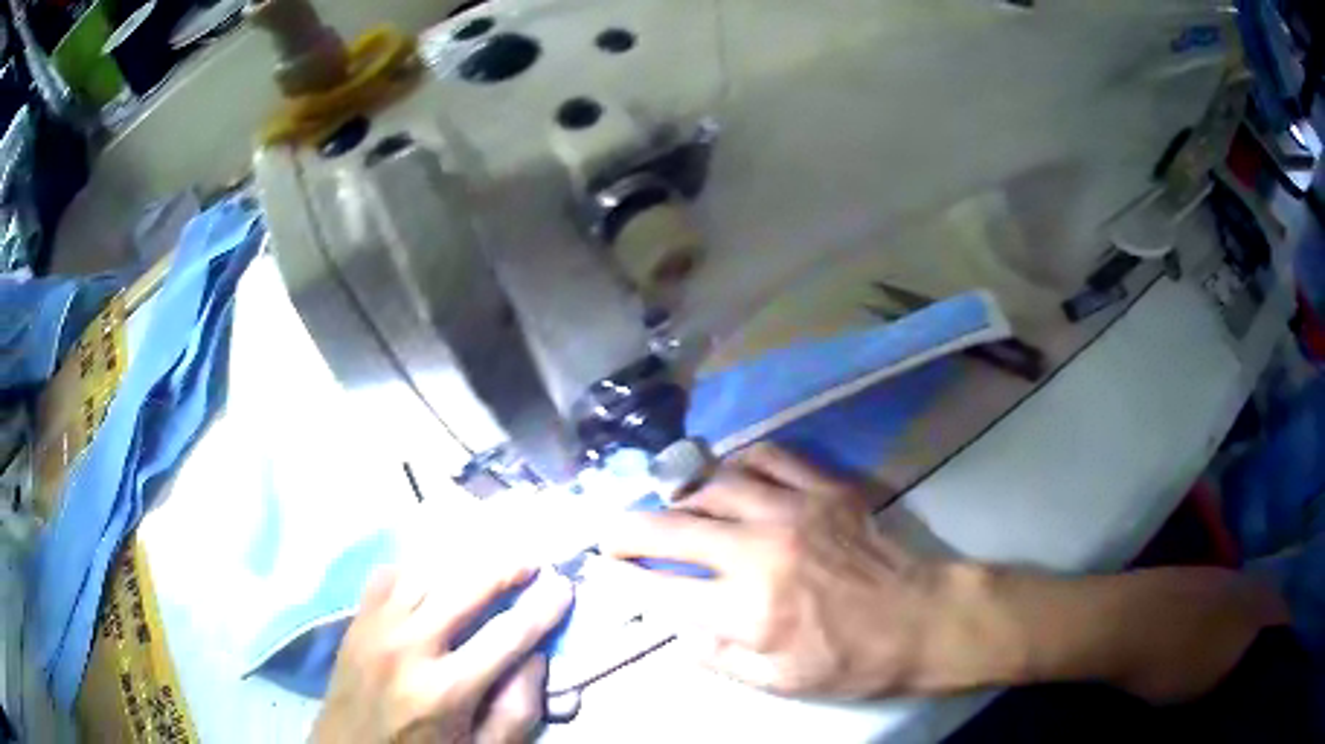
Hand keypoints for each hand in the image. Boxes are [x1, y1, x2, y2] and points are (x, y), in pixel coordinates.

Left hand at [310, 558, 571, 743]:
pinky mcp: (356, 620)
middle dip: (504, 568)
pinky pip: (387, 576)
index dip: (541, 608)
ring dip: (461, 561)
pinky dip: (416, 568)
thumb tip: (536, 657)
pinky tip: (433, 573)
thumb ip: (516, 709)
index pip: (507, 636)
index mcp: (446, 689)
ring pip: (424, 573)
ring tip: (489, 559)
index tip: (564, 586)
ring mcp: (376, 627)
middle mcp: (409, 647)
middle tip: (530, 561)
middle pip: (464, 589)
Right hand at [599, 443, 994, 698]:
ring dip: (681, 496)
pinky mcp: (824, 489)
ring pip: (713, 484)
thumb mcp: (777, 681)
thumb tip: (677, 627)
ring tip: (673, 508)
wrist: (918, 619)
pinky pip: (768, 456)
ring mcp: (794, 511)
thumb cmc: (848, 659)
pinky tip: (730, 475)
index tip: (597, 568)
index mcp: (748, 609)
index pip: (661, 589)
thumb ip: (717, 656)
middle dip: (628, 529)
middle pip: (673, 529)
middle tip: (610, 531)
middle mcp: (761, 552)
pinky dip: (737, 461)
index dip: (620, 579)